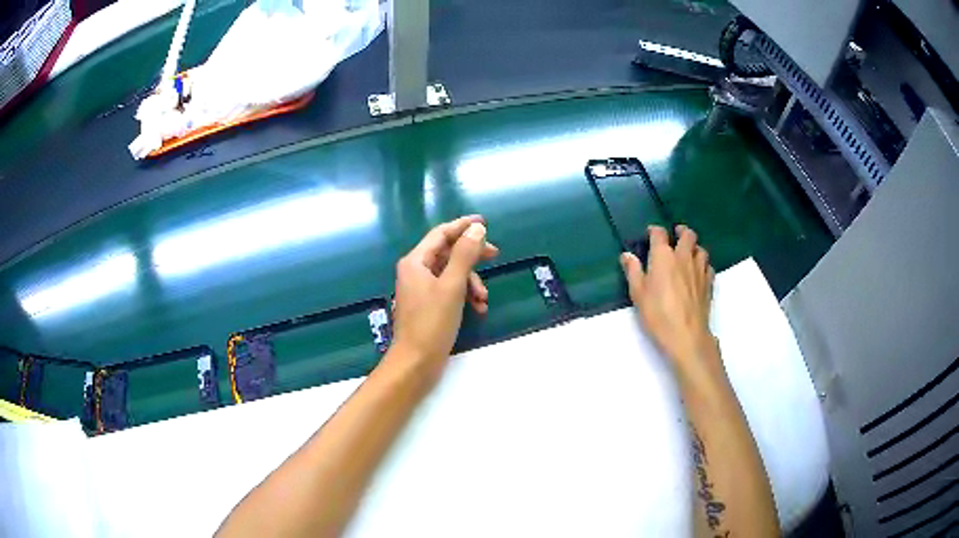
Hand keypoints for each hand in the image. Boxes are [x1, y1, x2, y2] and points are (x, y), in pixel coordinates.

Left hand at [389, 216, 498, 379]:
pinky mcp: (427, 305)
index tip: (484, 222)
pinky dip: (464, 295)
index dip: (462, 226)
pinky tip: (478, 309)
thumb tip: (477, 229)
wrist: (416, 362)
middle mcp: (415, 271)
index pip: (441, 234)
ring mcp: (421, 289)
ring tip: (484, 299)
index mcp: (416, 262)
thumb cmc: (432, 323)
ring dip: (471, 282)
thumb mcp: (452, 286)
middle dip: (472, 256)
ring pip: (451, 274)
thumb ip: (465, 255)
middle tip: (495, 255)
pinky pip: (449, 291)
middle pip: (447, 253)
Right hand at [620, 225, 717, 378]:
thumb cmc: (657, 314)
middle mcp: (684, 257)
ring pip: (701, 249)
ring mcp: (699, 269)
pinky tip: (698, 272)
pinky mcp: (709, 283)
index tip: (650, 234)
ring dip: (694, 247)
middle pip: (687, 234)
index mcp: (664, 256)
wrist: (685, 334)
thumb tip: (627, 255)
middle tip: (675, 235)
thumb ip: (633, 271)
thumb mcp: (638, 293)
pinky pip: (708, 266)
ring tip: (688, 253)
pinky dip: (703, 264)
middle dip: (681, 231)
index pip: (659, 233)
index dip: (654, 231)